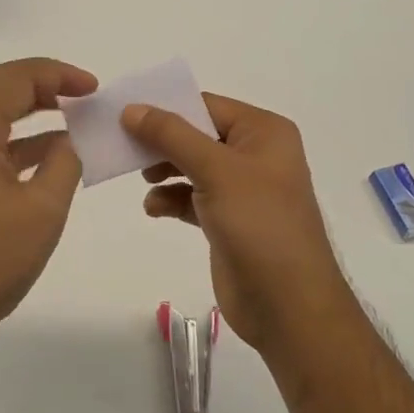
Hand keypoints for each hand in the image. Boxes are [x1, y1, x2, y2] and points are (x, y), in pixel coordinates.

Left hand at [0, 58, 96, 360]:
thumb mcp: (42, 210)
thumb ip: (64, 163)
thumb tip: (72, 140)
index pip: (11, 79)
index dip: (55, 74)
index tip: (92, 88)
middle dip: (43, 84)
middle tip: (83, 94)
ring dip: (33, 111)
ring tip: (75, 117)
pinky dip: (22, 141)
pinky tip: (55, 156)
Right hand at [123, 94, 354, 354]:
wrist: (288, 306)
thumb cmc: (258, 223)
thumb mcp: (215, 170)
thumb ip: (171, 135)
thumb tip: (132, 109)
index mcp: (264, 132)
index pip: (207, 106)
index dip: (168, 107)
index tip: (126, 114)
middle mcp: (256, 154)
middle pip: (198, 134)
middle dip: (163, 142)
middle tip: (125, 147)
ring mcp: (244, 189)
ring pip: (193, 166)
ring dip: (165, 170)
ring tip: (142, 179)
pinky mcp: (230, 220)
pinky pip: (193, 197)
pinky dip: (172, 199)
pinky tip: (154, 208)